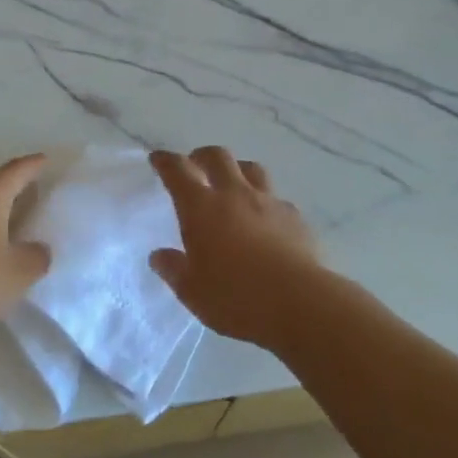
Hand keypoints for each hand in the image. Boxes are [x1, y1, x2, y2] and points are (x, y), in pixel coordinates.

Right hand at [148, 146, 322, 347]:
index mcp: (201, 207)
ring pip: (251, 169)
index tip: (158, 158)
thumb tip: (159, 256)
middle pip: (217, 157)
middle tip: (196, 165)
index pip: (178, 170)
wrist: (299, 302)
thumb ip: (173, 269)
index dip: (166, 161)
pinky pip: (277, 199)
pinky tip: (266, 221)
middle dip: (202, 156)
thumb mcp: (192, 291)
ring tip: (233, 184)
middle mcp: (234, 194)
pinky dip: (266, 202)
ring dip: (237, 170)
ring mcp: (268, 202)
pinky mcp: (294, 217)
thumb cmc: (235, 297)